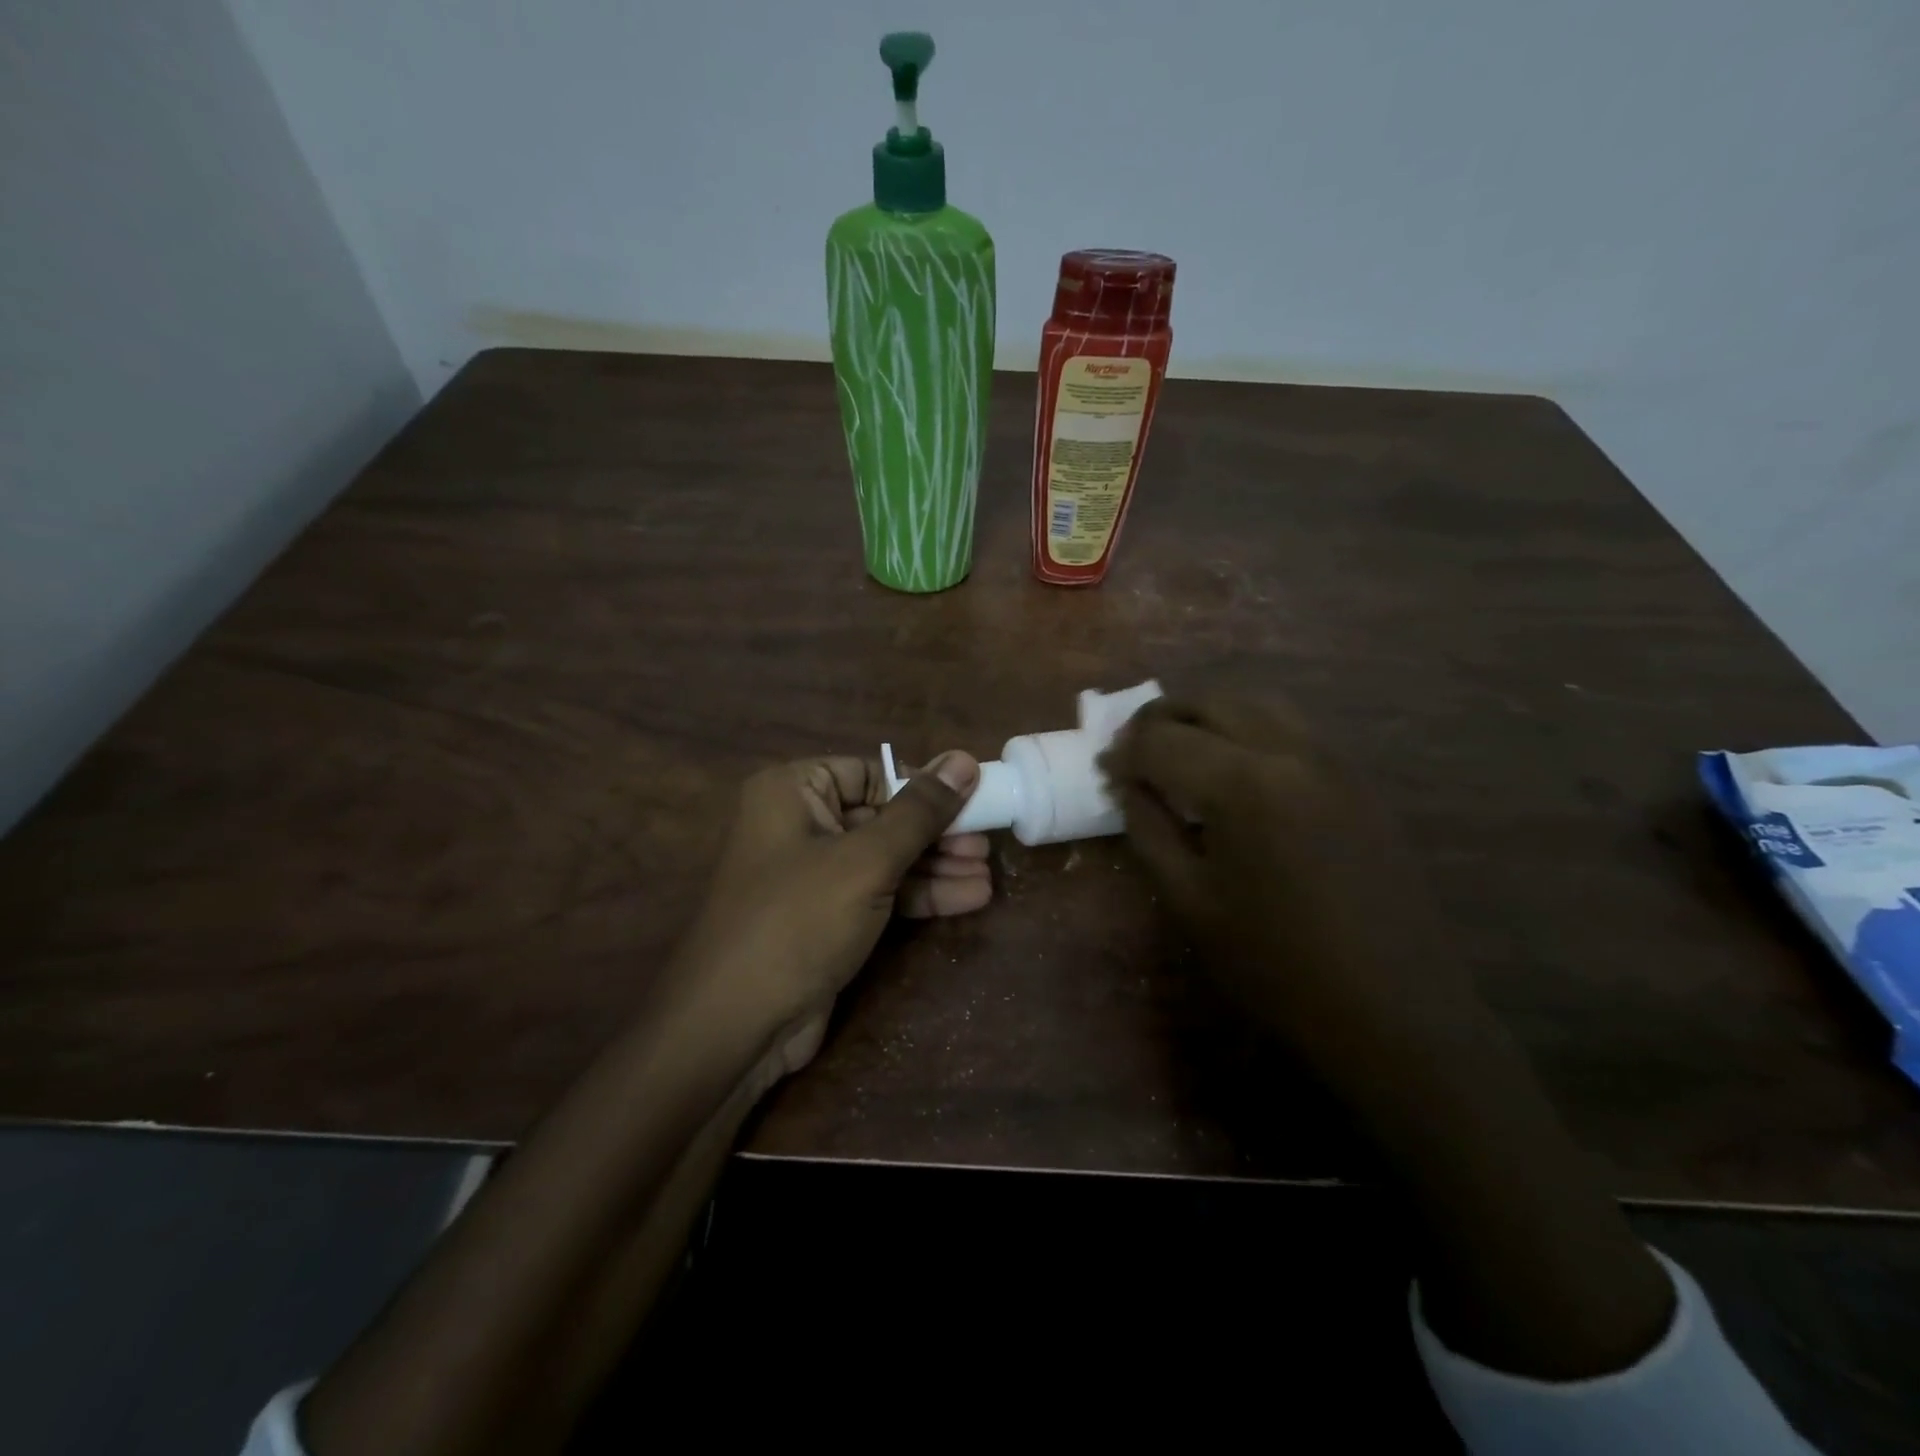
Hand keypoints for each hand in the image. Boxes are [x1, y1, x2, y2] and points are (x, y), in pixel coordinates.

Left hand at [668, 752, 990, 1078]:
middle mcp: (799, 825)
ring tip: (988, 873)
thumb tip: (963, 759)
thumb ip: (920, 811)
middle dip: (937, 834)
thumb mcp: (866, 860)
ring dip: (936, 867)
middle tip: (986, 843)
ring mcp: (813, 875)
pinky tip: (969, 898)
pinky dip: (920, 896)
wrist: (737, 1026)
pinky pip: (880, 893)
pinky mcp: (827, 918)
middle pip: (883, 817)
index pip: (870, 772)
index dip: (921, 787)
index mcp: (793, 791)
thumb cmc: (798, 920)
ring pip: (886, 859)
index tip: (970, 801)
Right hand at [1100, 695, 1483, 1089]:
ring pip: (1257, 703)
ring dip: (1207, 714)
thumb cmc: (1276, 965)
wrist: (1394, 1011)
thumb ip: (1149, 830)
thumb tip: (1125, 784)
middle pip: (1211, 702)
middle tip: (1133, 748)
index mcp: (1243, 784)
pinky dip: (1248, 728)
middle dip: (1161, 717)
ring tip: (1180, 747)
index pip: (1162, 741)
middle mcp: (1290, 751)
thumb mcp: (1191, 902)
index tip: (1104, 768)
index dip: (1124, 751)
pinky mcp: (1358, 779)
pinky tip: (1235, 767)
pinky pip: (1292, 727)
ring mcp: (1333, 760)